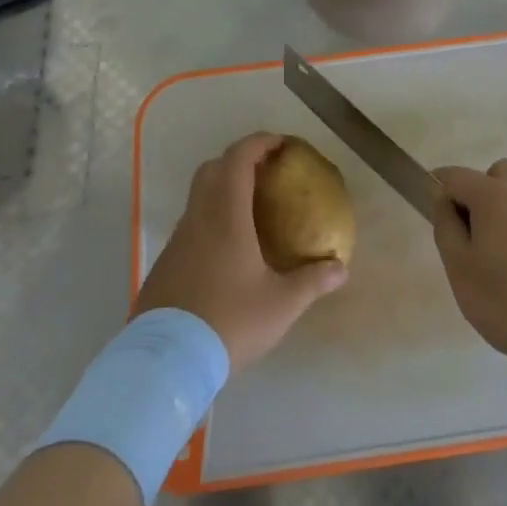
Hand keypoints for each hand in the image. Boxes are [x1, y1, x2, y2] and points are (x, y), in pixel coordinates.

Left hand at [136, 133, 346, 370]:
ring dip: (222, 189)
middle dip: (239, 160)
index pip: (238, 159)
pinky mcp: (165, 263)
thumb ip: (312, 282)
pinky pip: (190, 224)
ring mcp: (177, 240)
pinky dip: (210, 217)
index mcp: (226, 216)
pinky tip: (227, 249)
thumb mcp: (281, 305)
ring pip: (198, 196)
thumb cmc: (228, 323)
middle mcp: (198, 218)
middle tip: (266, 172)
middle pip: (212, 168)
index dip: (259, 143)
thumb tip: (341, 268)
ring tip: (251, 209)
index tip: (281, 144)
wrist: (166, 363)